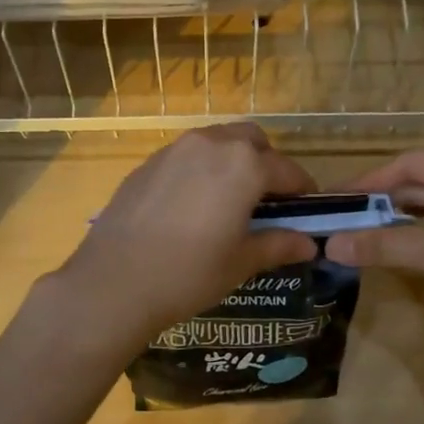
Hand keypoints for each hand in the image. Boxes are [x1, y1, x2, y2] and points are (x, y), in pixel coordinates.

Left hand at [50, 125, 319, 346]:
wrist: (113, 282)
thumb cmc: (189, 273)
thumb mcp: (241, 262)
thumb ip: (278, 245)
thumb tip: (309, 244)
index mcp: (244, 165)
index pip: (287, 170)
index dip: (303, 190)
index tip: (307, 209)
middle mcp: (212, 144)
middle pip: (252, 141)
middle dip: (267, 163)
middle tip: (267, 200)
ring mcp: (175, 149)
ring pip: (217, 141)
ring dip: (233, 161)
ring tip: (229, 200)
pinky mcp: (148, 163)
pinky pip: (187, 155)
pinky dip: (201, 169)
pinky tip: (192, 205)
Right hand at [323, 149, 423, 343]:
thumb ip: (383, 244)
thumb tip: (330, 245)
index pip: (413, 163)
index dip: (370, 181)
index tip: (333, 197)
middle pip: (421, 182)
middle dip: (381, 202)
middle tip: (338, 217)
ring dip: (396, 219)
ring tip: (354, 229)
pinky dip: (416, 233)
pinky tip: (389, 243)